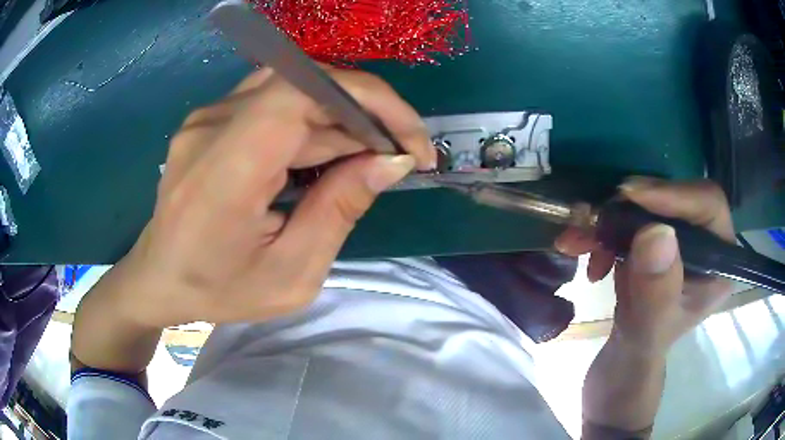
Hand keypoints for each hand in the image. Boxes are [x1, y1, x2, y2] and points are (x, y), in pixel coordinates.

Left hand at [109, 67, 434, 328]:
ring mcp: (207, 116)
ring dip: (343, 118)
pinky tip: (328, 152)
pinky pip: (275, 101)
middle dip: (367, 115)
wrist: (157, 278)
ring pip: (295, 89)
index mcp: (226, 170)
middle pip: (306, 87)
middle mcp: (212, 125)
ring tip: (369, 157)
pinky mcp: (210, 118)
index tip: (410, 141)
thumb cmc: (217, 289)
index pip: (304, 92)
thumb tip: (390, 162)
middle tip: (399, 158)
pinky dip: (313, 121)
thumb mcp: (291, 274)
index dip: (369, 100)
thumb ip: (339, 211)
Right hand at [555, 178, 735, 356]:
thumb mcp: (650, 327)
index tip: (633, 196)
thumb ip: (657, 287)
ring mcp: (677, 236)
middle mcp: (702, 240)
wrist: (624, 353)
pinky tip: (586, 252)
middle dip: (633, 207)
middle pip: (675, 196)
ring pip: (648, 203)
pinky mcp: (653, 235)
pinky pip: (629, 216)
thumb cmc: (643, 348)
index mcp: (717, 261)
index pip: (709, 204)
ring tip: (578, 240)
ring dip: (609, 218)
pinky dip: (603, 230)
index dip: (675, 194)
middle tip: (599, 215)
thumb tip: (656, 231)